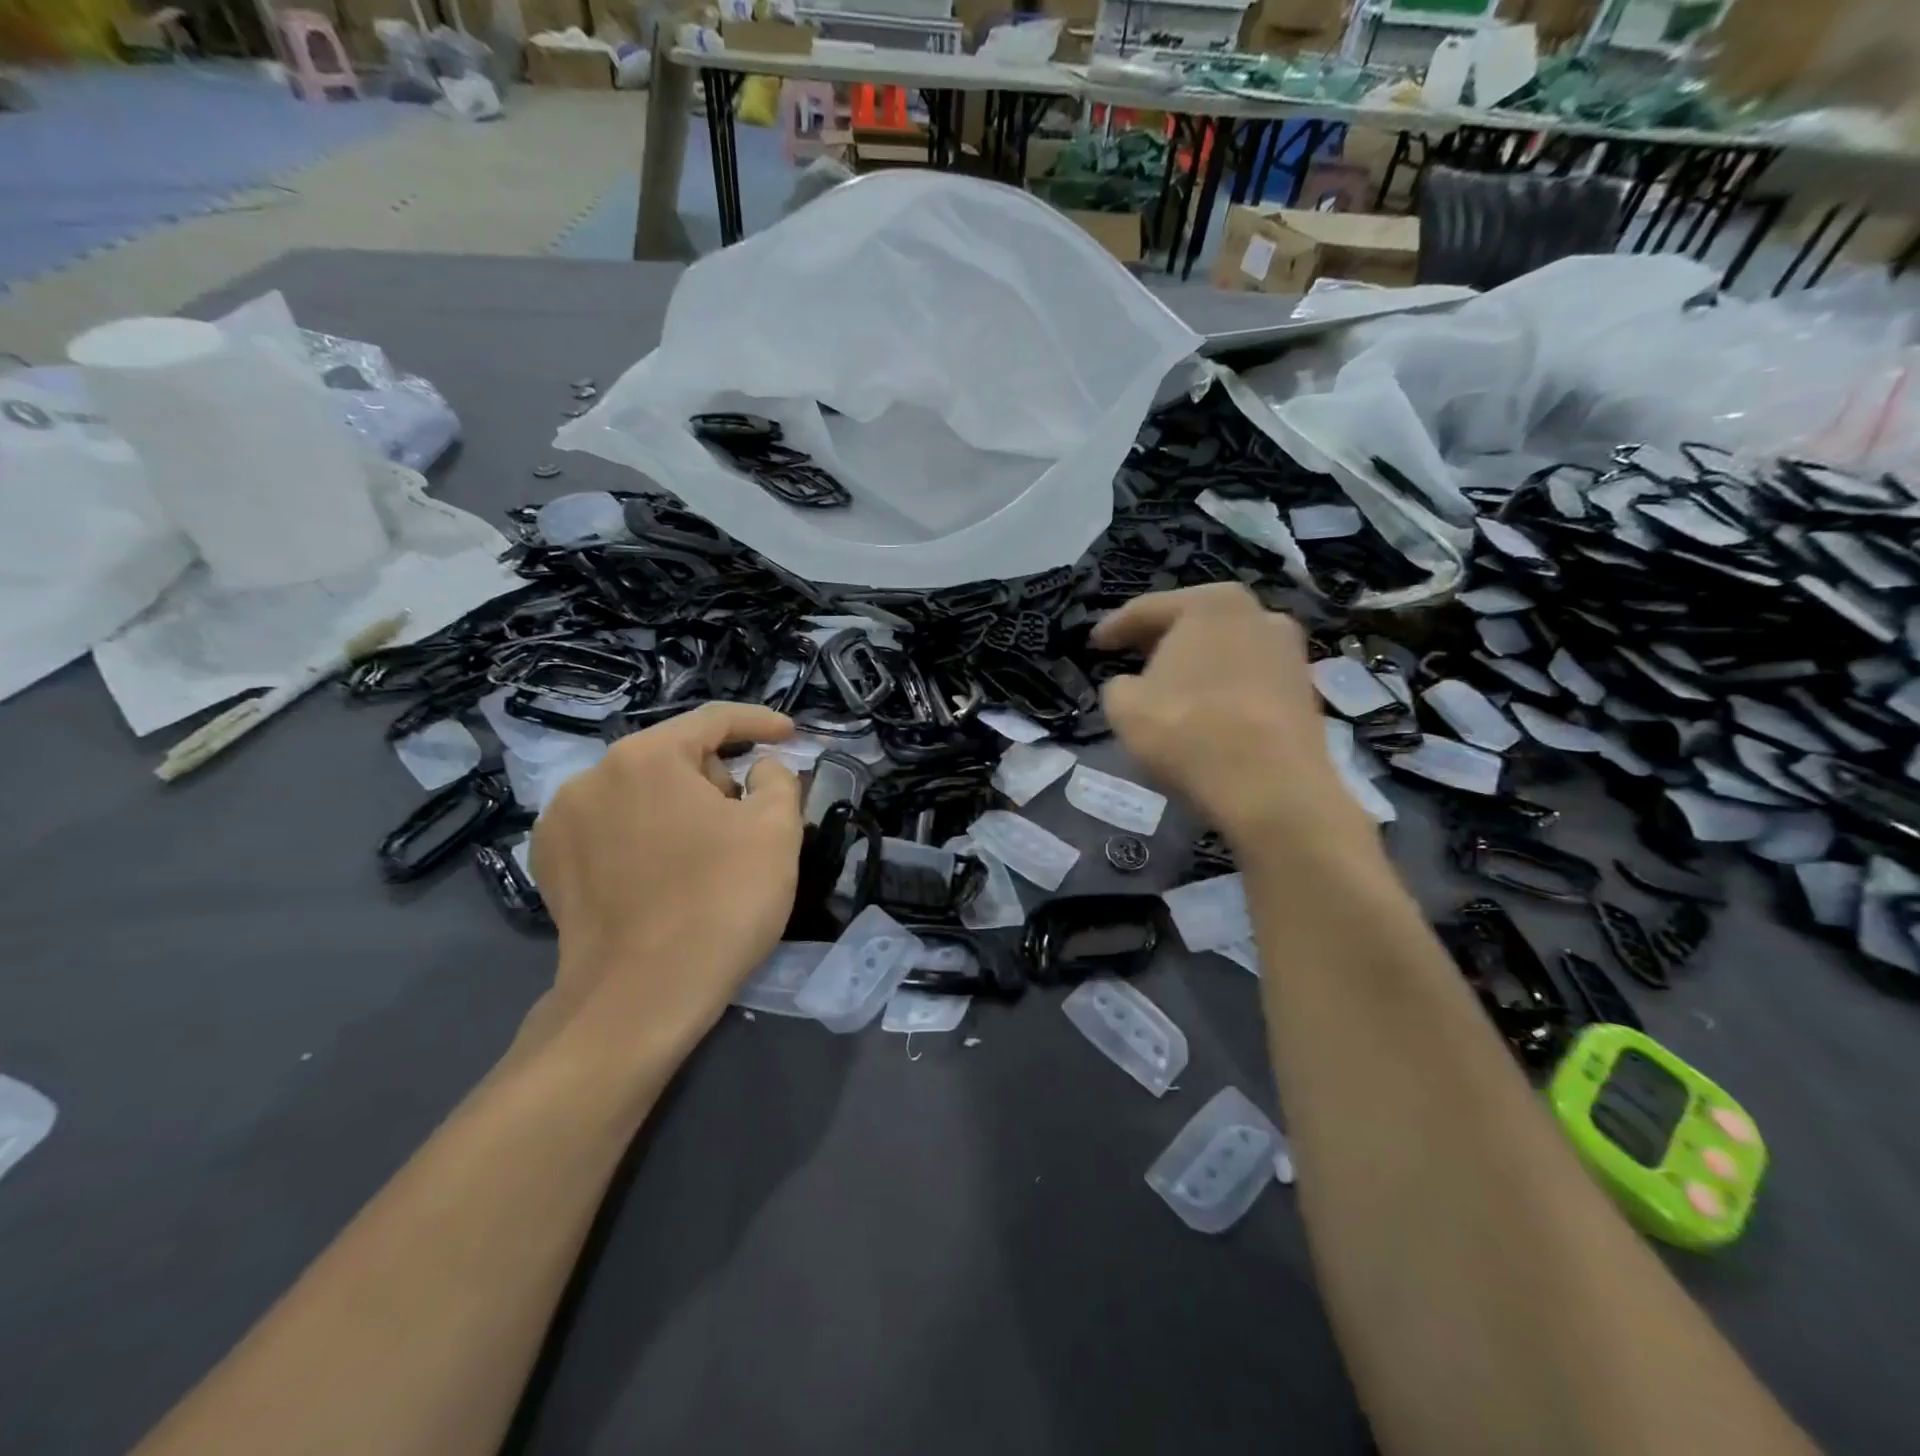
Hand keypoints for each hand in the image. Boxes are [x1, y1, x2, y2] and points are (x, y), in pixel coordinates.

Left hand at [529, 702, 802, 1056]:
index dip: (760, 723)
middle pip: (676, 758)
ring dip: (681, 809)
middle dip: (718, 781)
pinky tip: (662, 877)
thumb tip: (760, 769)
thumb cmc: (721, 902)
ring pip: (643, 794)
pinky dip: (644, 838)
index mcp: (646, 757)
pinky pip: (613, 829)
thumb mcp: (776, 830)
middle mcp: (592, 776)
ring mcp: (561, 822)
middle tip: (748, 826)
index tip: (791, 735)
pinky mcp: (550, 865)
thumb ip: (778, 779)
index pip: (713, 720)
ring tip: (706, 858)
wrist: (641, 999)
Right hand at [1093, 585, 1369, 850]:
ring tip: (1170, 685)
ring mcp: (1288, 650)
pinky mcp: (1304, 688)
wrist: (1271, 787)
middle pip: (1193, 622)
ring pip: (1225, 649)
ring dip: (1196, 663)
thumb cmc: (1188, 731)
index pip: (1147, 609)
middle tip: (1131, 656)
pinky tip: (1206, 709)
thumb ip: (1118, 685)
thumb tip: (1131, 685)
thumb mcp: (1124, 707)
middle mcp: (1257, 612)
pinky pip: (1248, 678)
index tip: (1095, 644)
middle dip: (1160, 640)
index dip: (1114, 628)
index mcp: (1209, 604)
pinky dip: (1224, 687)